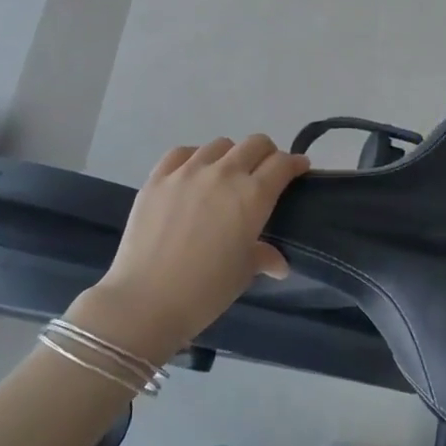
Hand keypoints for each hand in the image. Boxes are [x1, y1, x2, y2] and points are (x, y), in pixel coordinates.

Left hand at [76, 135, 310, 361]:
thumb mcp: (243, 273)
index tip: (299, 169)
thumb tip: (279, 263)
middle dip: (267, 154)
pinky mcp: (157, 178)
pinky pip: (181, 153)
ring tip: (227, 176)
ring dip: (231, 156)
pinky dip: (194, 158)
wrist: (146, 301)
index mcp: (253, 196)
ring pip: (219, 145)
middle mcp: (223, 174)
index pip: (282, 164)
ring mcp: (187, 172)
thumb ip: (263, 256)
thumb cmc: (205, 291)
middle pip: (255, 144)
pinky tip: (193, 174)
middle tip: (266, 172)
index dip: (295, 164)